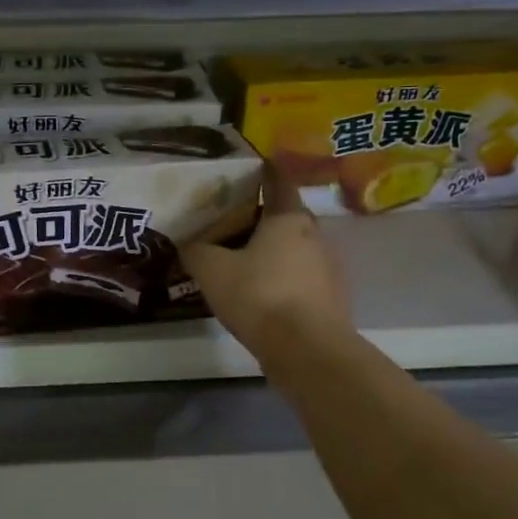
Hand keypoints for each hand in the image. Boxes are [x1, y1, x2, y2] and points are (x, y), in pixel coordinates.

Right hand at [179, 168, 350, 362]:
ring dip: (271, 252)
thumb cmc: (260, 296)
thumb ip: (196, 250)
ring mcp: (327, 269)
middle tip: (228, 222)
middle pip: (285, 217)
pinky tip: (258, 295)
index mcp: (289, 218)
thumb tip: (188, 243)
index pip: (277, 181)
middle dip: (259, 218)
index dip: (262, 171)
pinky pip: (299, 279)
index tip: (245, 168)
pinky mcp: (329, 300)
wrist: (307, 351)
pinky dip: (280, 280)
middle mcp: (315, 236)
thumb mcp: (212, 269)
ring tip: (239, 262)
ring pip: (293, 250)